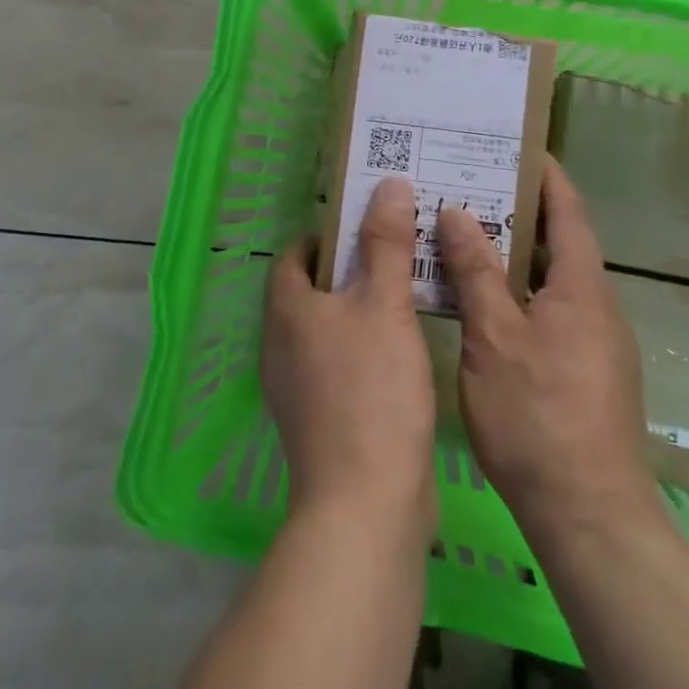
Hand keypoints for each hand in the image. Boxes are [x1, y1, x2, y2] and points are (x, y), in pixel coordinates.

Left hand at [262, 178, 436, 537]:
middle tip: (398, 251)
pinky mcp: (318, 419)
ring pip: (328, 328)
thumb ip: (386, 243)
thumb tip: (387, 184)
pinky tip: (403, 350)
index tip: (369, 224)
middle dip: (350, 268)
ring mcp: (295, 386)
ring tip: (408, 292)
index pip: (296, 253)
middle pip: (312, 289)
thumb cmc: (371, 390)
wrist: (365, 504)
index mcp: (286, 309)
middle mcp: (280, 343)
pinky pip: (338, 363)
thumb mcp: (384, 305)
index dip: (328, 234)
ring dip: (360, 308)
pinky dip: (364, 346)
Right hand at [435, 158, 661, 536]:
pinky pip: (549, 312)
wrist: (590, 518)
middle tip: (469, 187)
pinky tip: (479, 303)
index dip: (547, 176)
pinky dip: (517, 293)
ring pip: (550, 281)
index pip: (568, 212)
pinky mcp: (585, 374)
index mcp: (582, 288)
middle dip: (519, 212)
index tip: (517, 147)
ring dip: (514, 255)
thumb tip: (458, 212)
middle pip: (559, 243)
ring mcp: (595, 344)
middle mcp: (596, 308)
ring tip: (464, 236)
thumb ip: (476, 272)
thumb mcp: (495, 337)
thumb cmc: (538, 417)